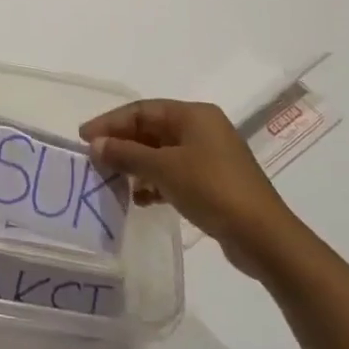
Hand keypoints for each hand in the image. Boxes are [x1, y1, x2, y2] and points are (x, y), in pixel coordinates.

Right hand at [79, 99, 299, 276]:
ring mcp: (211, 156)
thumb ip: (126, 154)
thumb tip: (96, 144)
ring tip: (113, 181)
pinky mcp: (214, 182)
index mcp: (194, 115)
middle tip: (95, 159)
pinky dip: (155, 182)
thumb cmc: (212, 189)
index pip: (141, 110)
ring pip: (162, 153)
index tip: (84, 137)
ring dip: (136, 165)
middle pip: (151, 130)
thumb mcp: (163, 168)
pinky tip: (140, 198)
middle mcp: (203, 129)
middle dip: (122, 144)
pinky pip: (175, 173)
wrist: (264, 237)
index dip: (110, 122)